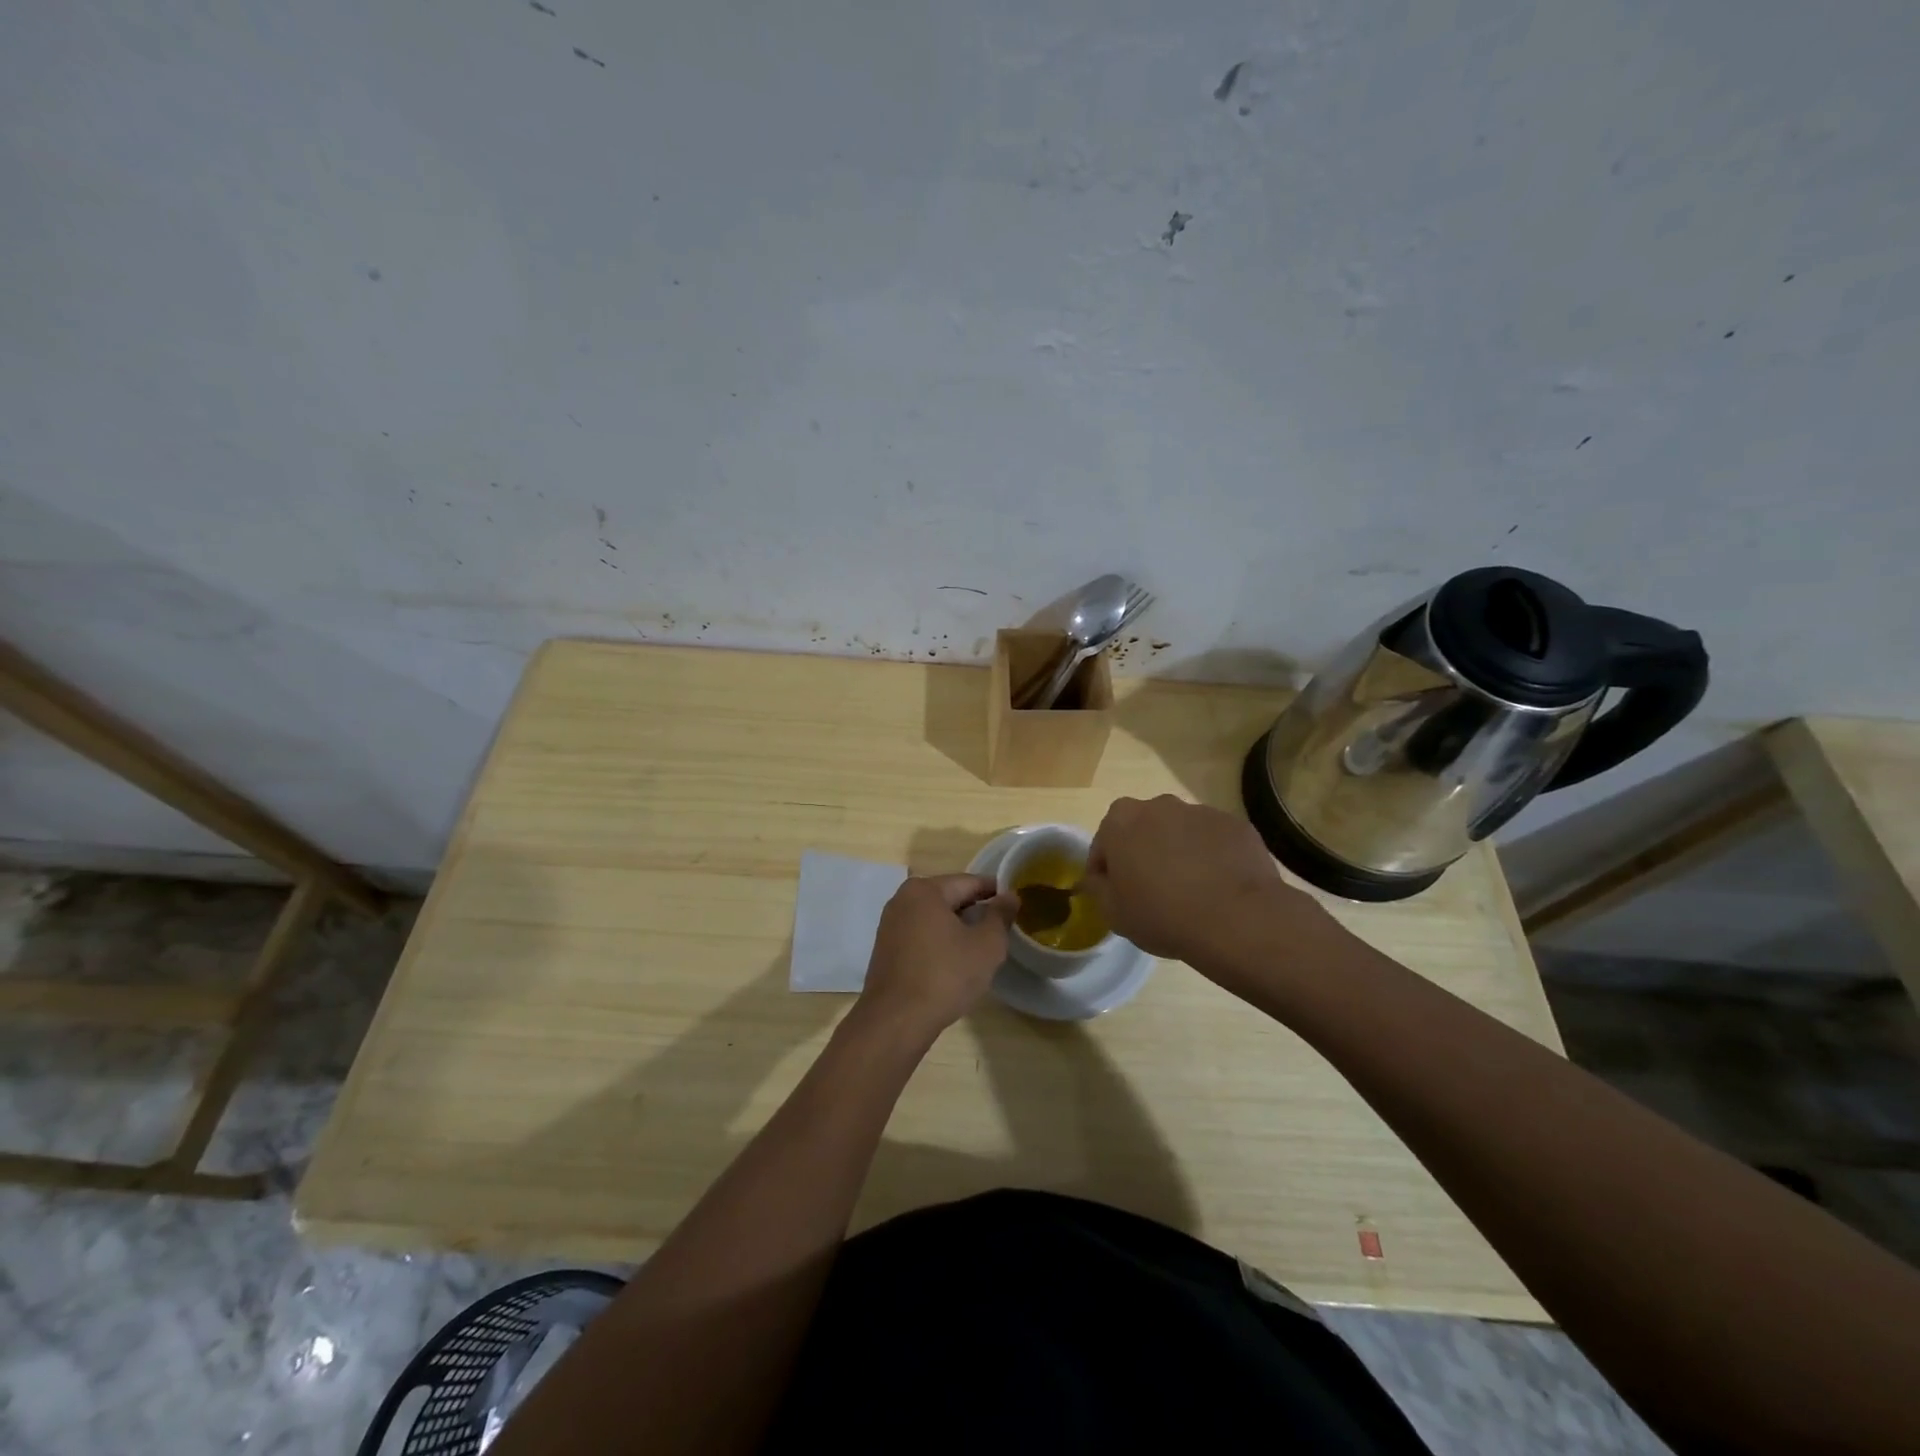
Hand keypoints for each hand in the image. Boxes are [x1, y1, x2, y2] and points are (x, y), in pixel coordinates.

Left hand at [855, 874, 1014, 1040]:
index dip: (995, 891)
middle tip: (1002, 928)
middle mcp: (902, 899)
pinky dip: (940, 941)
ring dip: (958, 927)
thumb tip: (1010, 896)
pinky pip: (921, 935)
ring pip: (934, 917)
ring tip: (981, 946)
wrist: (896, 1021)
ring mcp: (890, 924)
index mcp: (925, 890)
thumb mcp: (986, 945)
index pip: (969, 882)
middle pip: (949, 897)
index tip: (1015, 903)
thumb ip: (1000, 916)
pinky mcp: (886, 948)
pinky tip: (954, 961)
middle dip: (976, 910)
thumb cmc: (945, 976)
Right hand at [1084, 795, 1331, 964]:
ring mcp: (1201, 811)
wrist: (1237, 919)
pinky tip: (1218, 888)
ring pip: (1180, 833)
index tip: (1116, 895)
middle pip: (1142, 830)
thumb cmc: (1162, 914)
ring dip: (1178, 853)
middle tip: (1152, 891)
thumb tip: (1101, 877)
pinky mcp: (1235, 824)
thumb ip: (1097, 887)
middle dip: (1143, 854)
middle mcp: (1159, 805)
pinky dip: (1212, 858)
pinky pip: (1214, 841)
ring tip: (1191, 891)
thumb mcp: (1112, 913)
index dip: (1106, 872)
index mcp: (1121, 820)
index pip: (1103, 844)